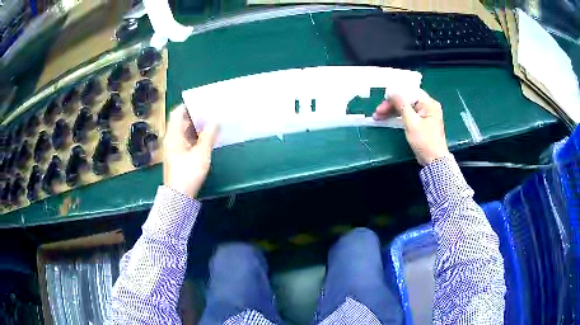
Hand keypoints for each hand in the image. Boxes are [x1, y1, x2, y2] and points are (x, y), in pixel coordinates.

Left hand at [163, 104, 218, 198]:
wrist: (178, 196)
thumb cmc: (188, 173)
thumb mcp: (201, 154)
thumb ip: (208, 136)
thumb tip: (215, 121)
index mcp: (173, 135)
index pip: (177, 113)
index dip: (187, 105)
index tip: (201, 102)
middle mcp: (171, 139)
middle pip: (181, 122)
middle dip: (194, 116)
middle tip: (210, 111)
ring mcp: (173, 149)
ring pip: (184, 132)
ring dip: (195, 127)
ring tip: (211, 122)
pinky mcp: (177, 157)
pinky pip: (186, 141)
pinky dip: (194, 137)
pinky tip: (206, 138)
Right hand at [374, 90, 448, 165]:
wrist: (434, 161)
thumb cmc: (424, 142)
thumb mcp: (411, 123)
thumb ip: (401, 105)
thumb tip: (392, 92)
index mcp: (429, 104)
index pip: (410, 92)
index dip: (396, 95)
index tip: (383, 100)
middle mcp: (428, 106)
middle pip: (407, 100)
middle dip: (392, 105)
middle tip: (378, 112)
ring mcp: (425, 114)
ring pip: (406, 107)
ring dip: (392, 111)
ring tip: (378, 116)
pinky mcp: (422, 122)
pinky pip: (408, 114)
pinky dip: (398, 117)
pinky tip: (388, 119)